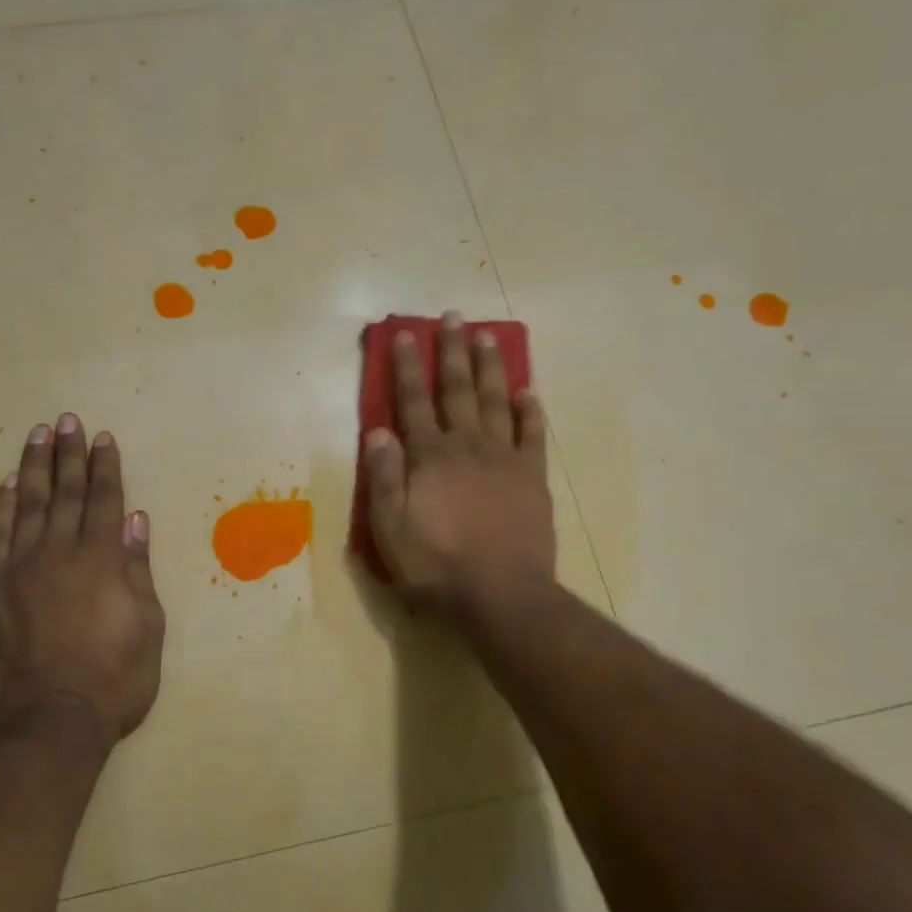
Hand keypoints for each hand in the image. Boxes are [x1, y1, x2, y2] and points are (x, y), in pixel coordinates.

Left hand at [0, 414, 164, 747]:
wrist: (49, 720)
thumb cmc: (113, 678)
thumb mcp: (148, 626)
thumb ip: (139, 569)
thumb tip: (136, 521)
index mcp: (103, 558)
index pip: (106, 499)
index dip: (106, 466)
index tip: (103, 438)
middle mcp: (61, 551)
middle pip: (66, 491)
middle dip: (69, 454)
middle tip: (67, 421)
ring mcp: (21, 567)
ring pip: (28, 504)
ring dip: (34, 467)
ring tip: (38, 436)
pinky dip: (0, 507)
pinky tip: (5, 486)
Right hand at [365, 312, 556, 611]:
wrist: (499, 595)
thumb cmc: (436, 565)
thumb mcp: (390, 528)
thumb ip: (384, 478)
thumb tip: (379, 432)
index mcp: (429, 457)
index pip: (414, 402)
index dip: (408, 366)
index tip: (407, 333)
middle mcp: (466, 446)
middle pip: (458, 390)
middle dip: (452, 351)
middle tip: (453, 317)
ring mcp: (504, 459)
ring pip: (496, 401)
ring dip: (490, 367)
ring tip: (488, 337)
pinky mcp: (532, 478)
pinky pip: (533, 435)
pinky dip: (531, 411)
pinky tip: (529, 391)